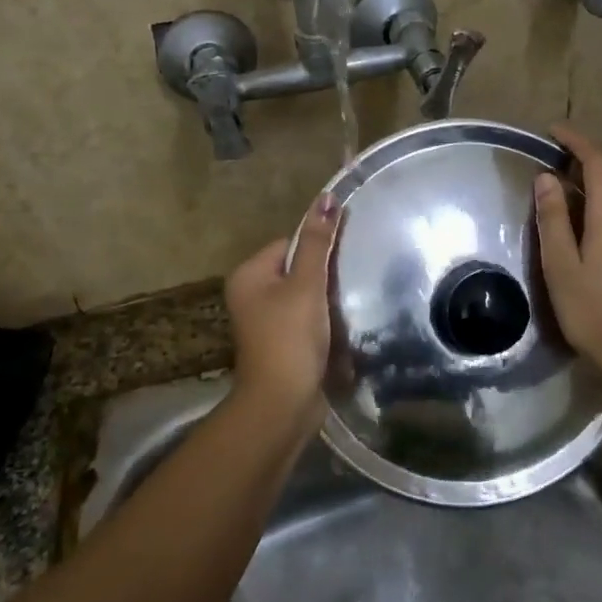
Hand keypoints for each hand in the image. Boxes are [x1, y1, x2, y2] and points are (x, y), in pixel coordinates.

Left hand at [225, 192, 340, 434]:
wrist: (283, 404)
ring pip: (306, 295)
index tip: (344, 259)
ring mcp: (266, 321)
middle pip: (298, 268)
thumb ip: (317, 242)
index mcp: (249, 275)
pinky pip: (308, 319)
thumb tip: (326, 197)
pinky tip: (343, 326)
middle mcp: (252, 294)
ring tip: (351, 304)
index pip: (290, 242)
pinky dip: (325, 321)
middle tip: (352, 281)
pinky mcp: (283, 343)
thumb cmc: (290, 338)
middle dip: (325, 275)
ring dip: (328, 299)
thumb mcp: (307, 285)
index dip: (318, 248)